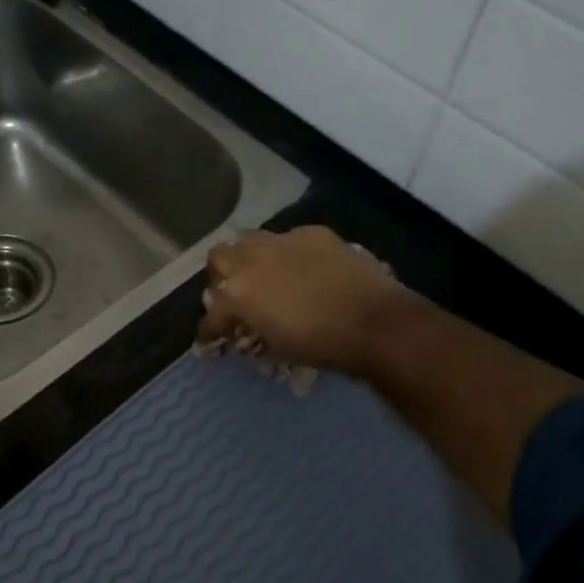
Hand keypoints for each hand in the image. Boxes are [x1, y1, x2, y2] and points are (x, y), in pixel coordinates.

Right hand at [197, 226, 410, 373]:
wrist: (373, 322)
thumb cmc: (320, 345)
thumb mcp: (277, 349)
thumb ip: (254, 335)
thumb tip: (249, 333)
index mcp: (238, 295)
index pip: (211, 315)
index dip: (209, 331)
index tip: (212, 341)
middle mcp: (251, 260)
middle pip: (218, 258)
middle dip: (221, 277)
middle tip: (236, 294)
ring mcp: (282, 241)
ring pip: (250, 239)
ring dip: (250, 258)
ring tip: (266, 275)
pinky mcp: (312, 233)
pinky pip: (289, 239)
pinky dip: (288, 254)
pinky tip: (305, 268)